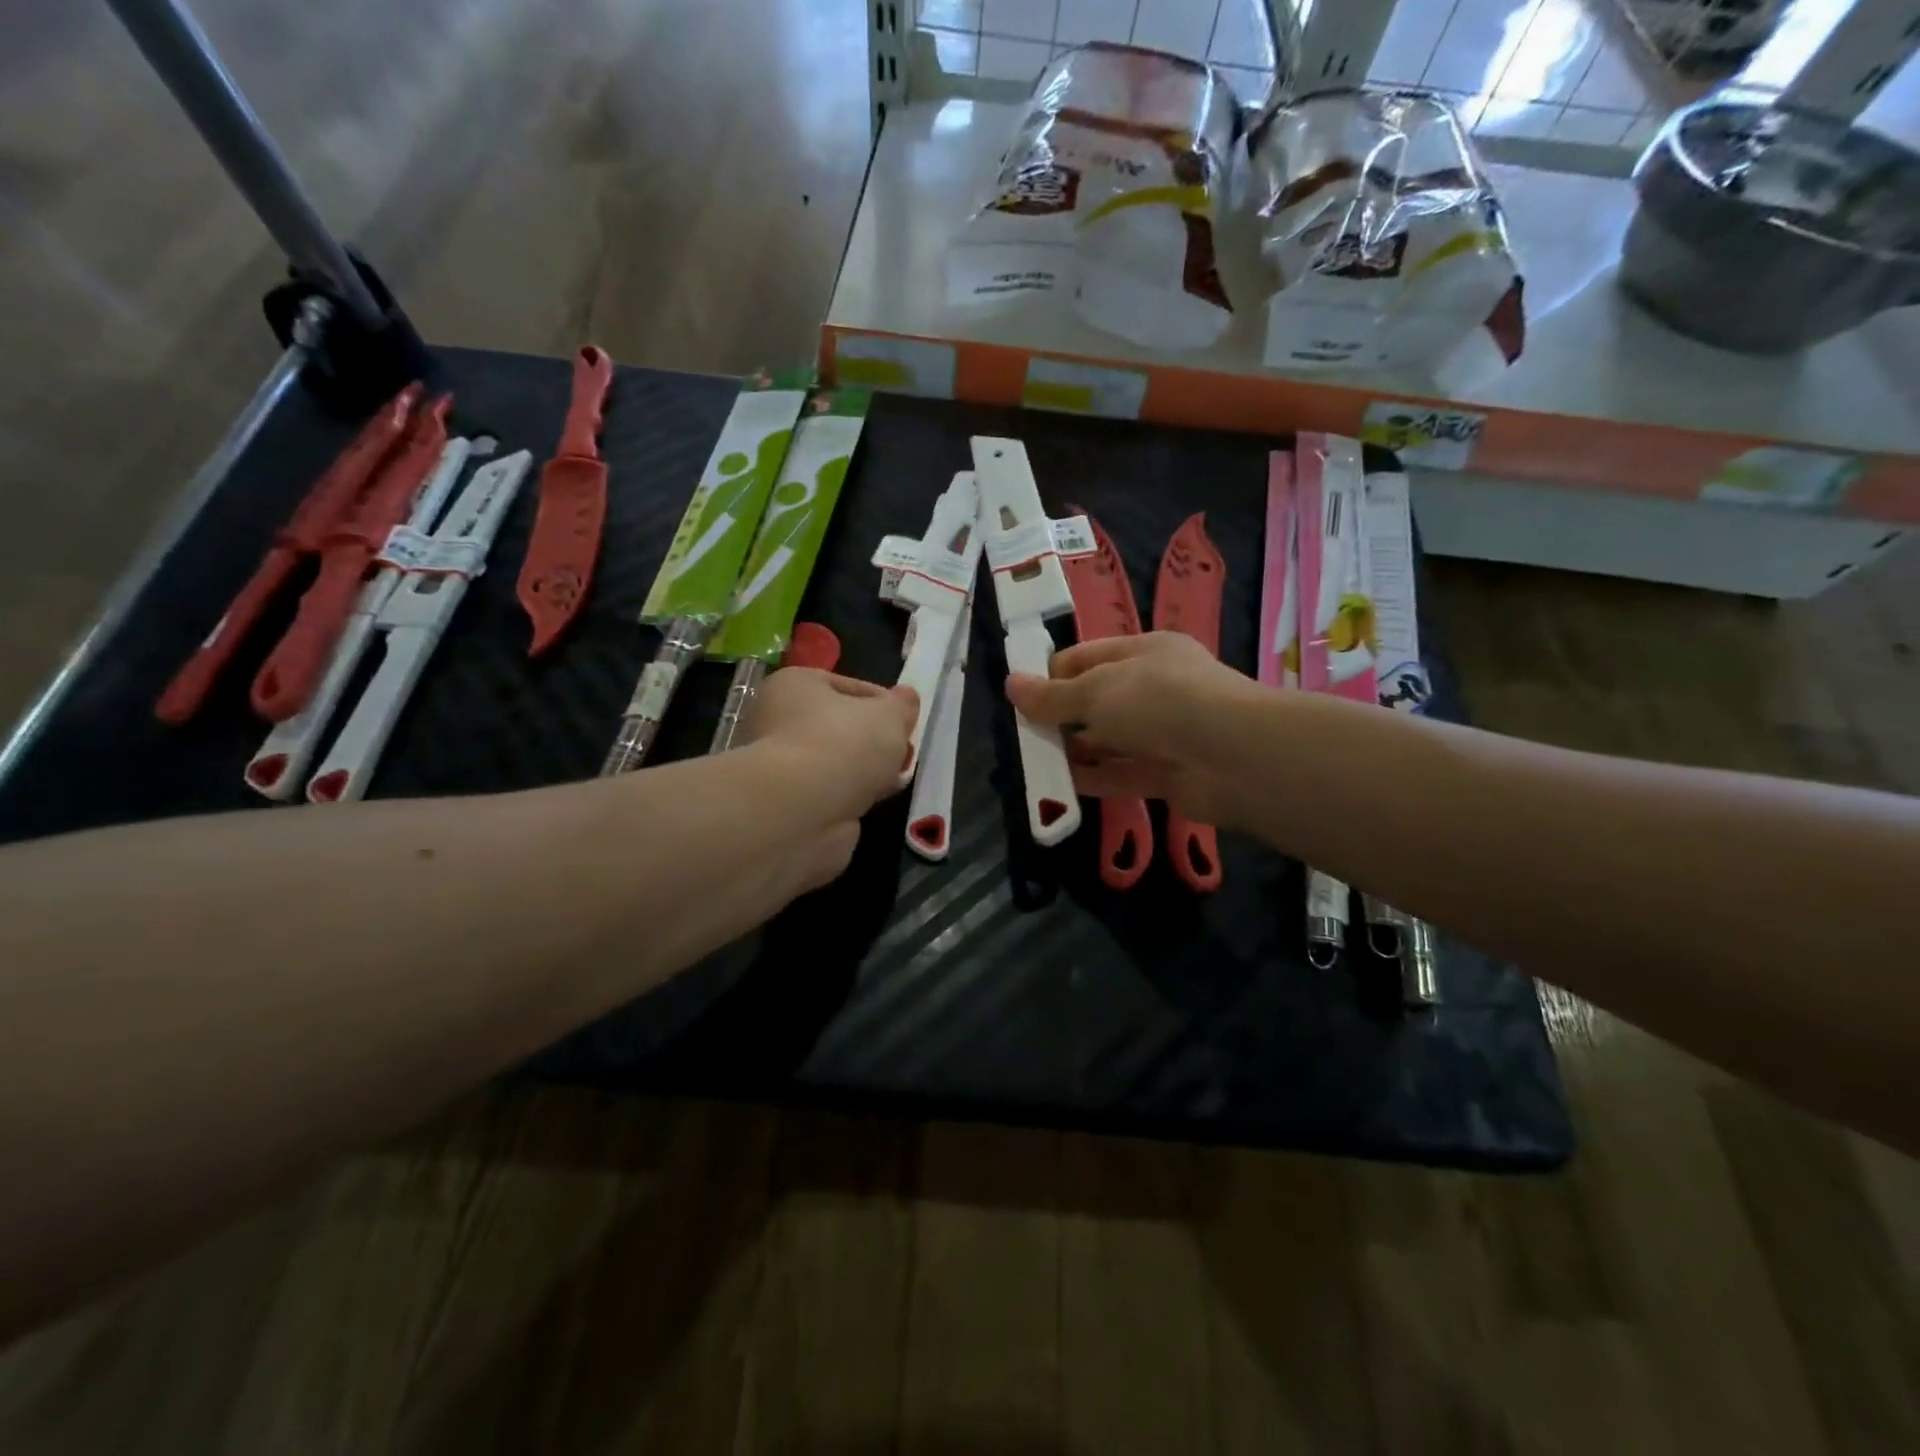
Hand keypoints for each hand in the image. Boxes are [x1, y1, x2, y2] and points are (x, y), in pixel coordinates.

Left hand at [741, 668, 916, 884]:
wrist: (804, 809)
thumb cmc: (844, 744)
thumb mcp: (889, 714)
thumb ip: (902, 705)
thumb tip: (906, 698)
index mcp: (795, 685)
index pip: (850, 687)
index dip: (885, 703)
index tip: (907, 723)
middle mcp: (778, 720)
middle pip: (842, 726)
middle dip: (876, 740)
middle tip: (902, 753)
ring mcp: (782, 765)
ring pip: (838, 762)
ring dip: (865, 771)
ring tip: (894, 780)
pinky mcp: (790, 802)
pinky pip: (832, 792)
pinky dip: (852, 796)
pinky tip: (874, 801)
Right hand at [1005, 633, 1251, 825]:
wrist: (1233, 756)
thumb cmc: (1159, 701)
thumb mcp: (1097, 691)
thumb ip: (1053, 695)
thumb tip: (1011, 684)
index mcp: (1144, 652)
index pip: (1088, 657)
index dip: (1053, 673)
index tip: (1021, 696)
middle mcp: (1156, 689)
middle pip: (1098, 700)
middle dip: (1061, 716)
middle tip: (1024, 734)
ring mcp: (1164, 733)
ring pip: (1109, 740)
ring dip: (1076, 751)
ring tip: (1036, 762)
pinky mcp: (1168, 774)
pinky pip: (1122, 774)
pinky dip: (1095, 780)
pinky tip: (1062, 787)